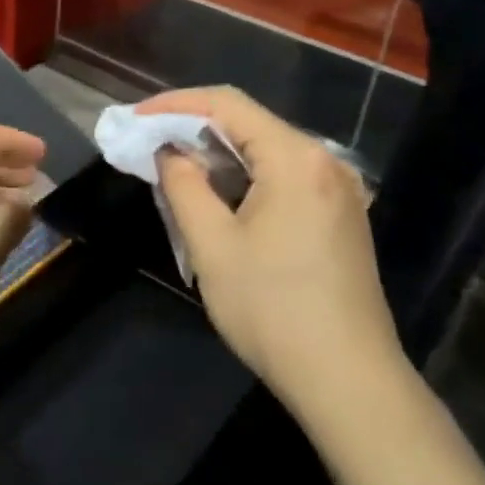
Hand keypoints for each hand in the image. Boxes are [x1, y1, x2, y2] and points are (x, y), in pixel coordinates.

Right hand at [143, 87, 407, 415]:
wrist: (349, 381)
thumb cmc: (273, 310)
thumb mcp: (213, 246)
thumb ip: (184, 185)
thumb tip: (169, 152)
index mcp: (295, 159)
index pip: (227, 104)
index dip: (175, 104)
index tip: (136, 118)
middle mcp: (324, 162)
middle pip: (250, 123)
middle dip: (194, 128)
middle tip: (148, 144)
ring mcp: (339, 189)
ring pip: (266, 151)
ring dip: (219, 155)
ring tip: (174, 170)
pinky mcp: (341, 215)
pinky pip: (284, 176)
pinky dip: (246, 177)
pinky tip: (219, 196)